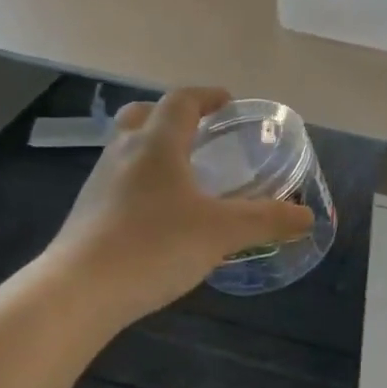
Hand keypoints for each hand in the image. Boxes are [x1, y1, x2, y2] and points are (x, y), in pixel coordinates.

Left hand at [49, 87, 313, 327]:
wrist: (79, 292)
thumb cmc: (154, 246)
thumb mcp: (221, 232)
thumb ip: (267, 220)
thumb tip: (307, 216)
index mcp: (155, 144)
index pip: (180, 101)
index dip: (206, 96)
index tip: (228, 102)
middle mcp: (123, 153)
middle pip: (143, 116)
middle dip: (172, 116)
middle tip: (200, 132)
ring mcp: (99, 183)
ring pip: (127, 149)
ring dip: (154, 149)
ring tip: (184, 174)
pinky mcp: (87, 213)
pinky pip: (119, 181)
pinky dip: (142, 182)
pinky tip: (160, 214)